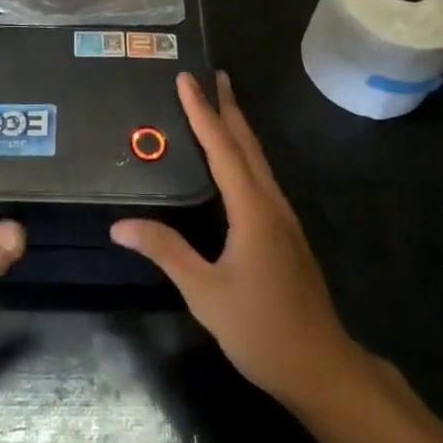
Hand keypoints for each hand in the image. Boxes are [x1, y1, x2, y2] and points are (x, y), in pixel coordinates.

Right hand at [112, 72, 358, 411]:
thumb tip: (120, 225)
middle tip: (213, 76)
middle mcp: (271, 205)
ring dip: (239, 129)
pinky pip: (262, 179)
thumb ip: (166, 252)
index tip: (187, 79)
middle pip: (248, 145)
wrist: (322, 367)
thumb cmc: (261, 329)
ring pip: (259, 161)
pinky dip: (245, 155)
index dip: (202, 112)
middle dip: (229, 108)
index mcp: (252, 210)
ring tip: (222, 105)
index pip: (223, 149)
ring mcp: (283, 219)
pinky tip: (236, 163)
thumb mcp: (205, 293)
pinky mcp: (286, 235)